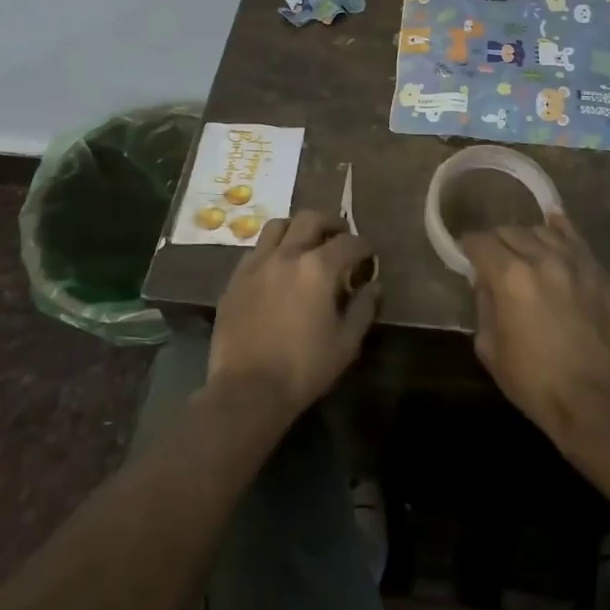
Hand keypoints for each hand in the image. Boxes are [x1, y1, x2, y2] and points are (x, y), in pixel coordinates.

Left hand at [206, 210, 379, 421]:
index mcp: (318, 268)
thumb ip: (363, 308)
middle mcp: (287, 254)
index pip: (349, 242)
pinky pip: (257, 249)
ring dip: (298, 228)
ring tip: (306, 243)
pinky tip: (278, 267)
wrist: (247, 390)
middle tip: (341, 236)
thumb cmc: (304, 369)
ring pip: (279, 225)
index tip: (369, 257)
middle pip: (311, 219)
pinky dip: (273, 248)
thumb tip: (373, 285)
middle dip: (332, 223)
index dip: (364, 247)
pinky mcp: (236, 278)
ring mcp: (257, 263)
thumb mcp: (346, 343)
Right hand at [462, 215, 609, 452]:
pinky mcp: (600, 275)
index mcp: (509, 277)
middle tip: (493, 260)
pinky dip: (561, 229)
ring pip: (543, 231)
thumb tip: (485, 283)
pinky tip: (554, 222)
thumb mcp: (490, 348)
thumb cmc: (535, 382)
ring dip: (526, 238)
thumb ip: (483, 306)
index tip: (466, 255)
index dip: (468, 247)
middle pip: (510, 232)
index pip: (481, 243)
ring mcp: (576, 264)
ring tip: (523, 252)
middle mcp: (542, 259)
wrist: (596, 403)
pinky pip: (577, 240)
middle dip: (496, 242)